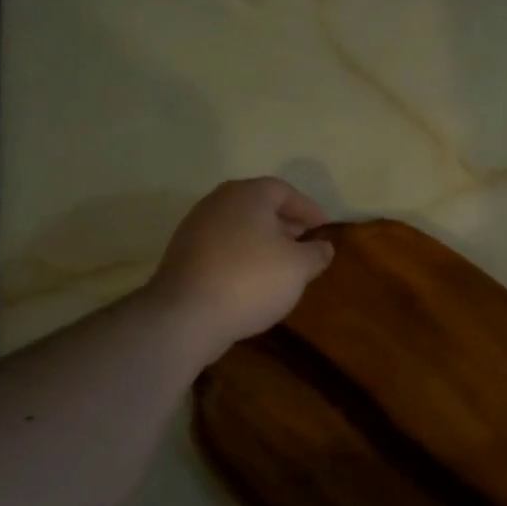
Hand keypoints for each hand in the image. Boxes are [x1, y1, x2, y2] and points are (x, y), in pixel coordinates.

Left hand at [149, 178, 334, 360]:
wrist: (186, 315)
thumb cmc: (251, 279)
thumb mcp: (299, 267)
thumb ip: (316, 253)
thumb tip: (323, 246)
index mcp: (248, 195)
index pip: (284, 190)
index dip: (308, 208)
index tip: (324, 228)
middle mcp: (218, 202)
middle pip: (259, 205)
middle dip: (285, 223)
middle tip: (305, 243)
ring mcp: (195, 227)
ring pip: (239, 226)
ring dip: (263, 240)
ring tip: (282, 264)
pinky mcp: (183, 254)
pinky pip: (222, 246)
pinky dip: (242, 255)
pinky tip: (254, 278)